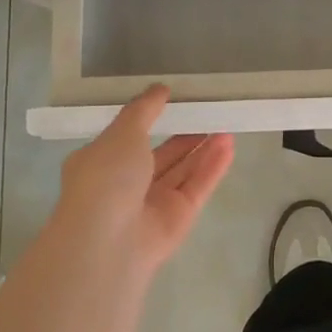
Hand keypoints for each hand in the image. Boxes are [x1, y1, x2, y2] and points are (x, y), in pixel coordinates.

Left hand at [53, 86, 234, 274]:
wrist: (109, 242)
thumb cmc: (106, 178)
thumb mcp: (122, 132)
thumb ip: (143, 109)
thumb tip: (160, 88)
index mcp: (102, 163)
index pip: (128, 138)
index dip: (150, 119)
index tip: (173, 100)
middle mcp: (126, 184)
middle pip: (162, 155)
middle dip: (185, 135)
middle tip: (209, 112)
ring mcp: (153, 203)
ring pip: (183, 170)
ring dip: (203, 149)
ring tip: (226, 124)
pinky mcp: (178, 218)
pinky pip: (197, 187)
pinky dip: (212, 167)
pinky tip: (229, 145)